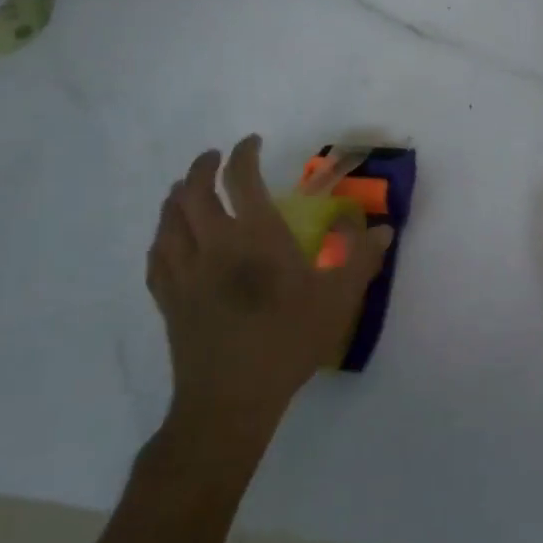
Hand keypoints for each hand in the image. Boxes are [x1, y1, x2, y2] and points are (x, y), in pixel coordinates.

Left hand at [145, 136, 391, 468]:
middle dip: (203, 166)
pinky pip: (157, 254)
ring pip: (170, 219)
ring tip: (187, 188)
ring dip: (178, 195)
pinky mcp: (168, 299)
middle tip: (215, 157)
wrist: (230, 401)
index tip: (252, 142)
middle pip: (194, 191)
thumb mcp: (338, 300)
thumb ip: (362, 259)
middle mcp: (214, 244)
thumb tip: (385, 230)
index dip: (244, 153)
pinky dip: (162, 234)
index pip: (241, 178)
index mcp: (256, 236)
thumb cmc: (287, 342)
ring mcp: (185, 272)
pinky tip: (169, 237)